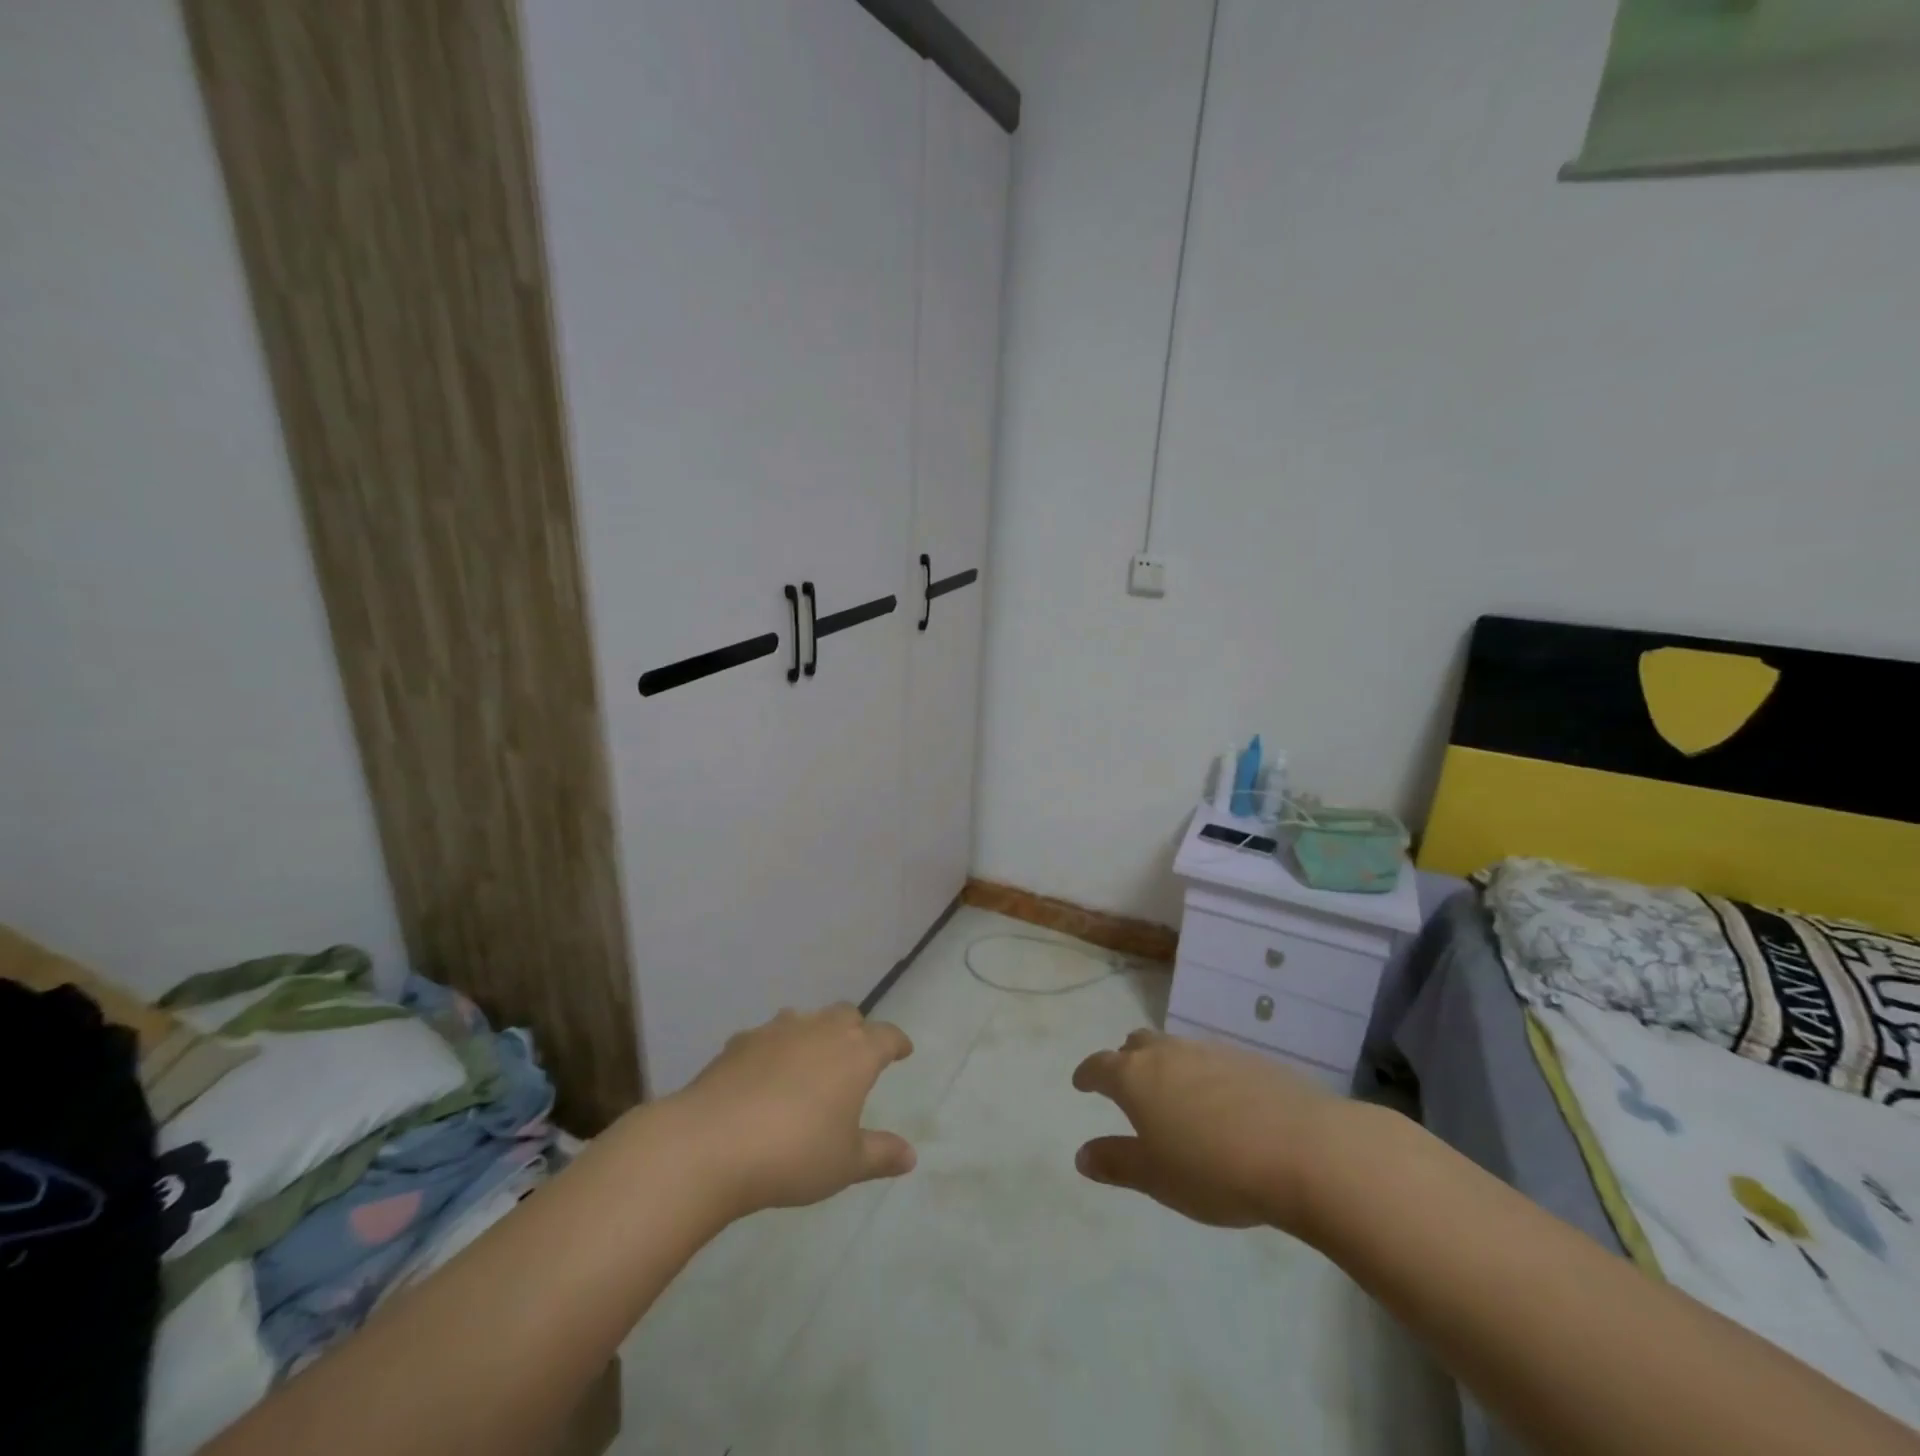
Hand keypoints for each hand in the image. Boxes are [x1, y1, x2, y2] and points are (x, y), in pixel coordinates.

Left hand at [674, 1005, 916, 1217]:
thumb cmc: (794, 1154)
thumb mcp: (845, 1164)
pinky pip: (767, 1038)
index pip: (887, 1035)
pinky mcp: (740, 1041)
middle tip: (857, 1054)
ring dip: (814, 1034)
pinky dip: (774, 1050)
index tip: (903, 1050)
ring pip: (806, 1019)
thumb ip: (880, 1154)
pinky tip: (763, 1075)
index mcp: (855, 1053)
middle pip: (847, 1015)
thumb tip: (910, 1155)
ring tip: (810, 1061)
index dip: (897, 1042)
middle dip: (857, 1030)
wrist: (712, 1143)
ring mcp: (777, 1030)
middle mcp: (820, 1030)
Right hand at [1071, 1030, 1343, 1231]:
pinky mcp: (1248, 1059)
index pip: (1100, 1065)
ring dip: (1165, 1066)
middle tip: (1126, 1084)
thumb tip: (1082, 1155)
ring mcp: (1209, 1051)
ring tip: (1172, 1095)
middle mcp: (1168, 1053)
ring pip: (1174, 1048)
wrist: (1305, 1149)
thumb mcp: (1157, 1178)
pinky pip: (1210, 1060)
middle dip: (1125, 1060)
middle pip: (1136, 1045)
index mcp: (1136, 1077)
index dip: (1087, 1074)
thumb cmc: (1216, 1169)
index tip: (1080, 1082)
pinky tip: (1219, 1104)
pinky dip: (1201, 1074)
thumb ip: (1117, 1163)